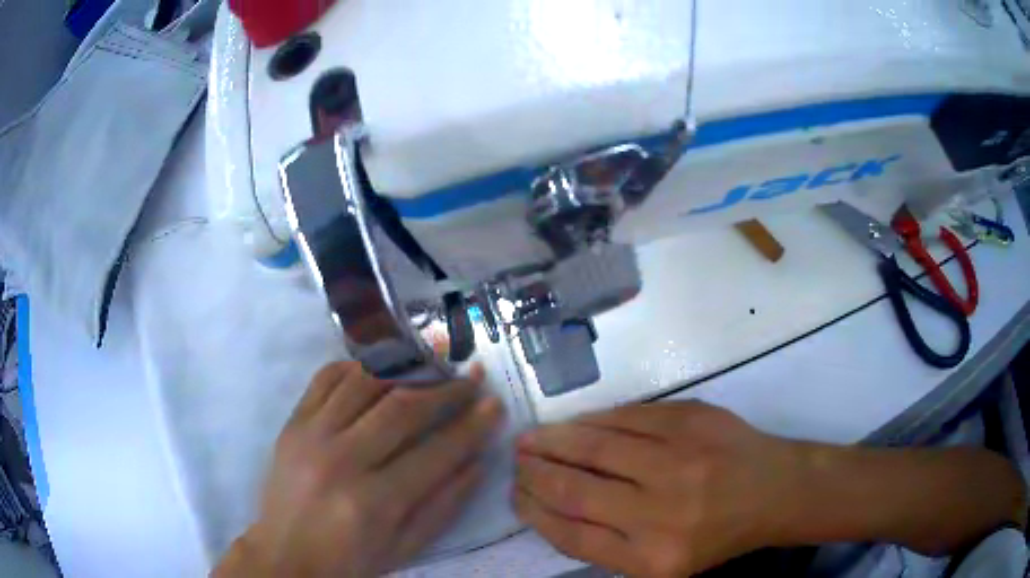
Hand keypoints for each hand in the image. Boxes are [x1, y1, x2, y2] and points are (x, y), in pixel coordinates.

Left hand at [214, 362, 503, 576]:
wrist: (286, 554)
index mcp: (373, 502)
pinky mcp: (292, 423)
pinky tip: (379, 368)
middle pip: (401, 408)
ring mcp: (310, 435)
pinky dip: (356, 365)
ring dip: (405, 368)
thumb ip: (444, 505)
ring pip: (364, 382)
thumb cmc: (350, 559)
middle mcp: (340, 460)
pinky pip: (326, 378)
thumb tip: (477, 461)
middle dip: (445, 390)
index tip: (494, 404)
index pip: (435, 452)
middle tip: (471, 377)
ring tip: (433, 363)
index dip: (471, 426)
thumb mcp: (405, 547)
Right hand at [513, 401, 802, 576]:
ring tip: (531, 439)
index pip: (572, 535)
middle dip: (536, 474)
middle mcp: (662, 513)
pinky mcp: (691, 421)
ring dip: (554, 441)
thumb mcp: (664, 563)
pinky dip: (592, 420)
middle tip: (517, 462)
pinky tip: (574, 423)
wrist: (775, 491)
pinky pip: (627, 418)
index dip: (535, 512)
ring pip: (595, 448)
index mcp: (652, 558)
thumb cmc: (717, 534)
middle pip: (576, 491)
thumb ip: (610, 545)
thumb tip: (554, 509)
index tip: (517, 496)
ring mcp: (679, 461)